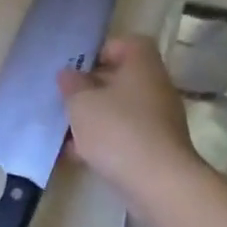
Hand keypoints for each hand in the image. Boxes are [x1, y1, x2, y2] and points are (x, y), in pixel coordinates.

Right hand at [58, 34, 200, 200]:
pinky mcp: (157, 148)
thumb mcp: (82, 102)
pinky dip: (105, 141)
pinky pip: (125, 135)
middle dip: (91, 89)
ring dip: (95, 118)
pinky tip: (79, 155)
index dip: (100, 51)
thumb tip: (68, 74)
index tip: (77, 69)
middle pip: (121, 78)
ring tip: (66, 132)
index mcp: (142, 65)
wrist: (158, 182)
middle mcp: (155, 86)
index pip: (126, 43)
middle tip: (66, 100)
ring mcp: (159, 119)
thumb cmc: (117, 130)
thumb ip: (71, 85)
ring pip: (121, 110)